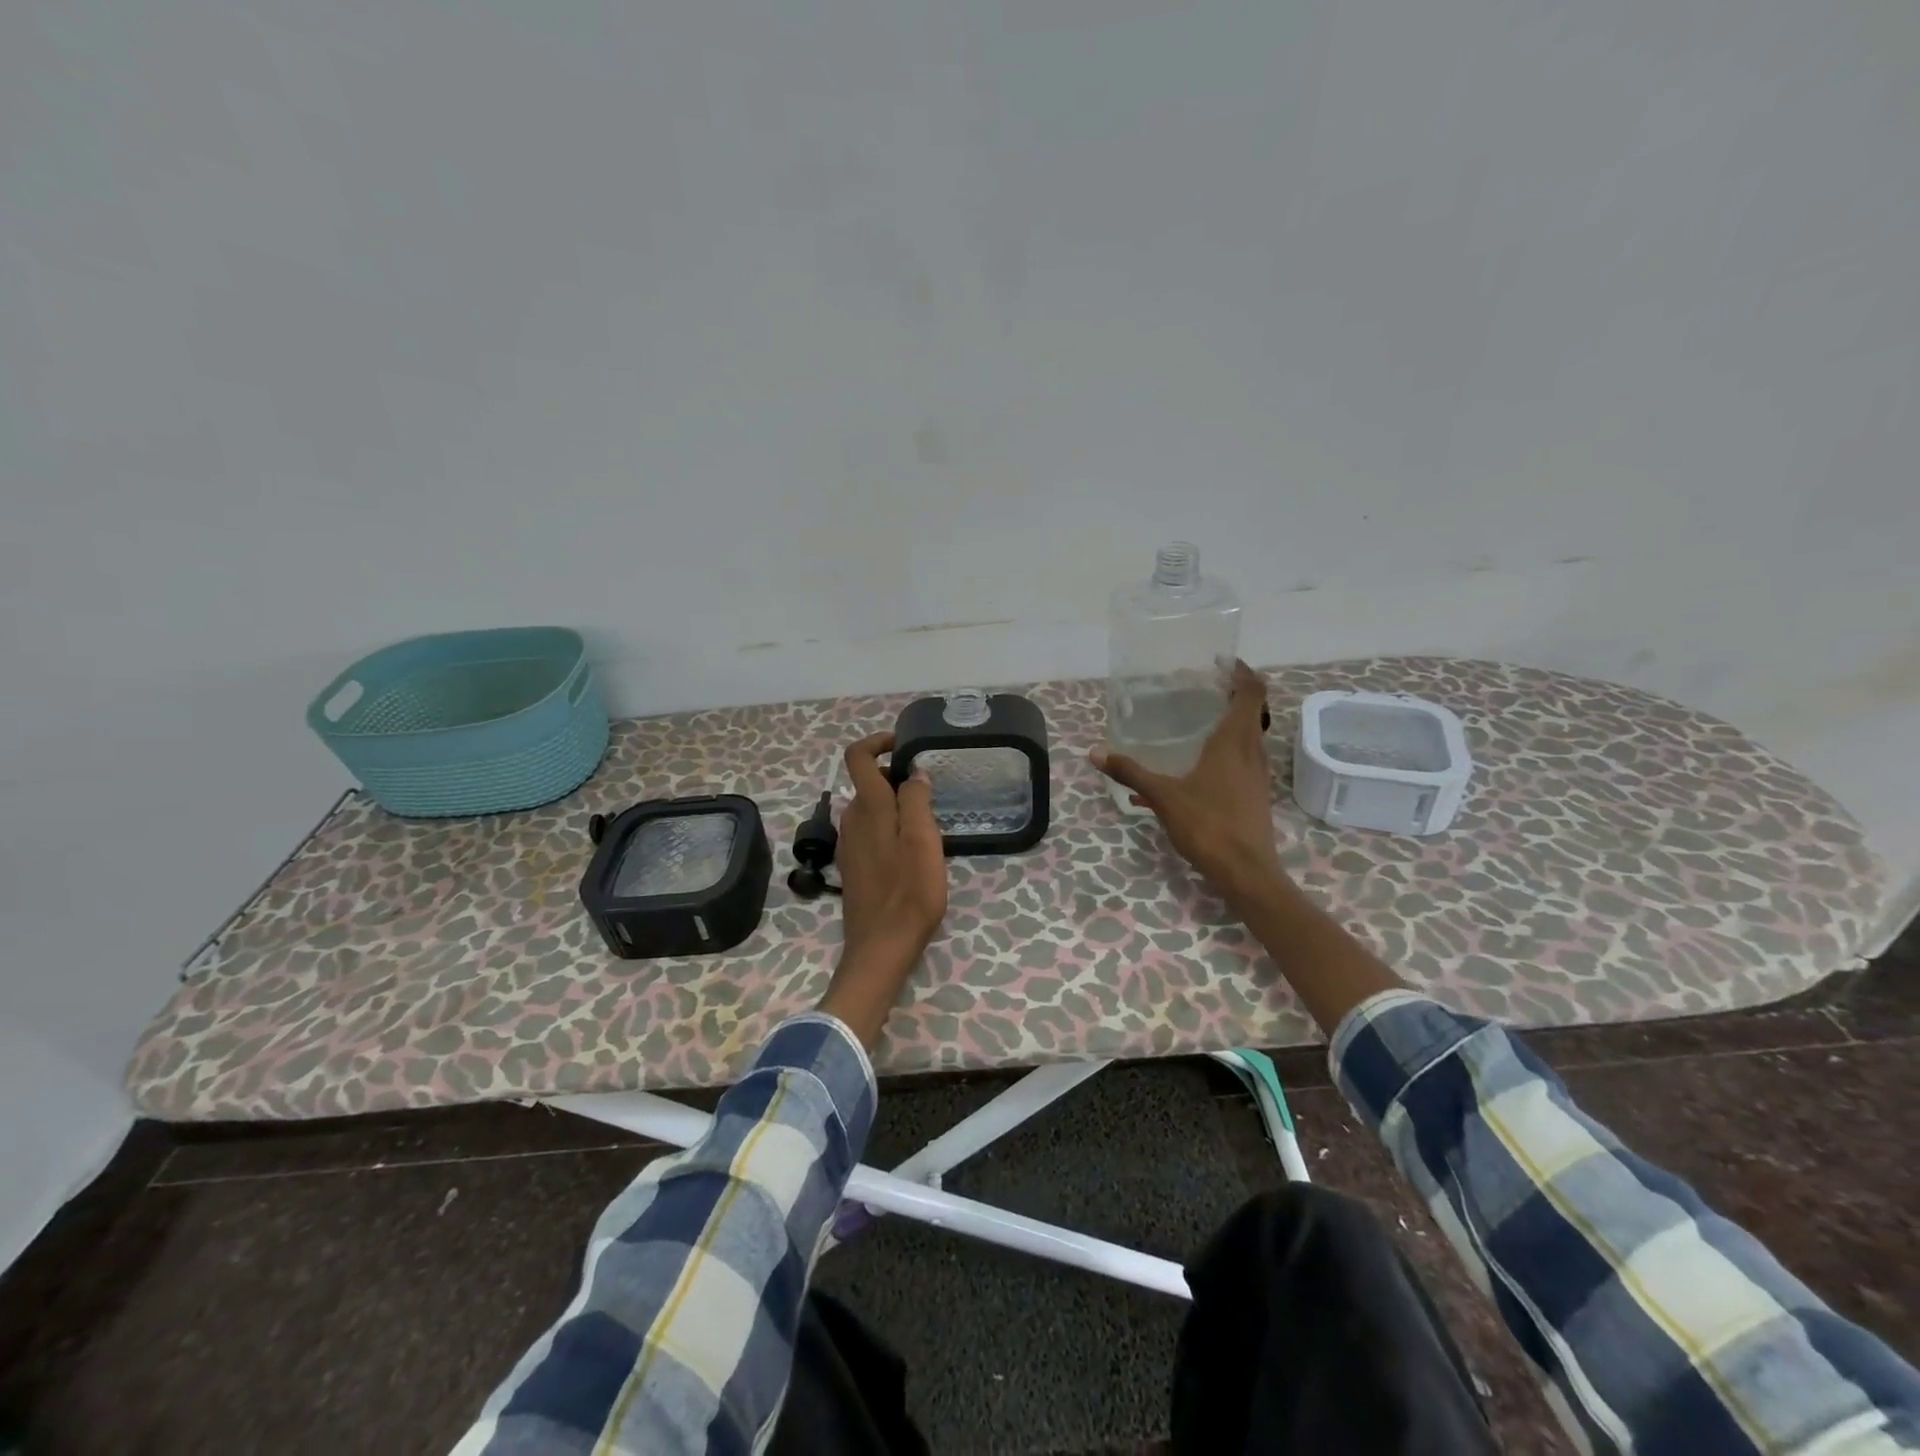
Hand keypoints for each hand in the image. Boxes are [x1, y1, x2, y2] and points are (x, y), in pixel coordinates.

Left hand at [818, 732, 948, 1046]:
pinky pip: (870, 831)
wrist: (881, 946)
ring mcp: (849, 844)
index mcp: (868, 807)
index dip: (877, 742)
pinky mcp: (853, 865)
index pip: (858, 757)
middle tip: (930, 793)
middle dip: (896, 778)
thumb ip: (916, 800)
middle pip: (868, 783)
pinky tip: (911, 850)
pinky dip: (889, 827)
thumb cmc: (909, 892)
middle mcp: (852, 819)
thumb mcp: (923, 840)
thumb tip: (913, 773)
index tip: (904, 745)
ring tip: (927, 823)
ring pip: (871, 808)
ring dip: (895, 805)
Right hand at [1092, 661, 1283, 908]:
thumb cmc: (1208, 825)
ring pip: (1248, 737)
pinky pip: (1241, 761)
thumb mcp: (1163, 796)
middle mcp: (1252, 752)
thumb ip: (1131, 772)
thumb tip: (1095, 752)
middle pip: (1251, 712)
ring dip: (1229, 724)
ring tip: (1197, 722)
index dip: (1242, 672)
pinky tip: (1193, 771)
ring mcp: (1257, 775)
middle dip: (1232, 695)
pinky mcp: (1255, 795)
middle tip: (1202, 687)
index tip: (1222, 662)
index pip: (1252, 692)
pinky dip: (1224, 752)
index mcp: (1235, 741)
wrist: (1247, 872)